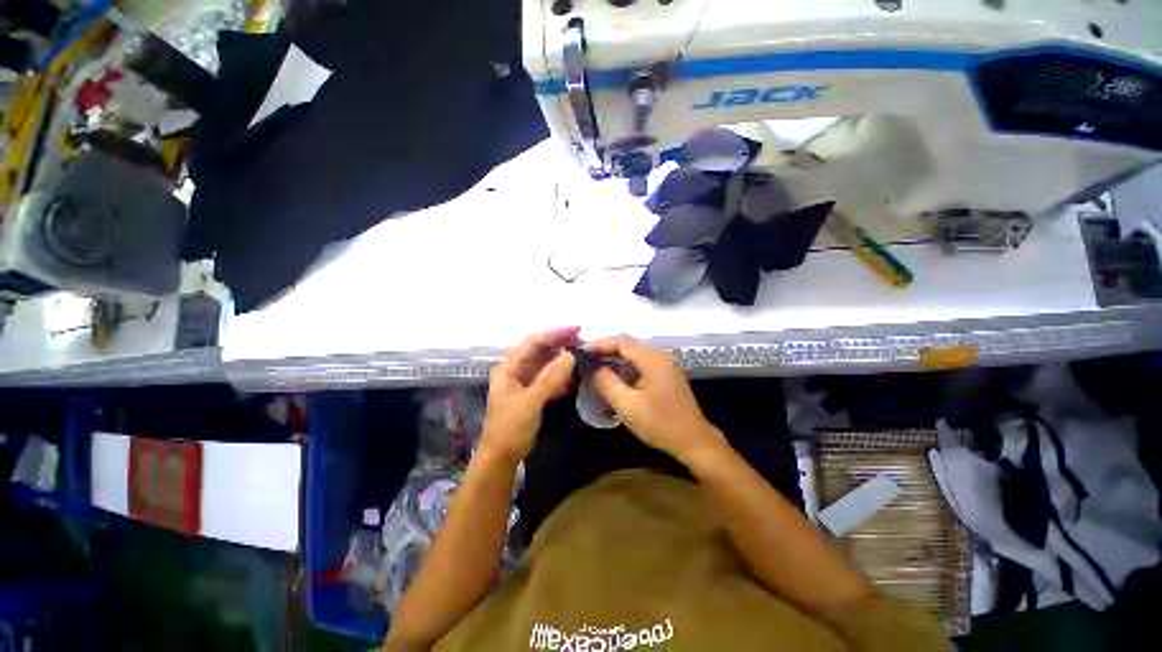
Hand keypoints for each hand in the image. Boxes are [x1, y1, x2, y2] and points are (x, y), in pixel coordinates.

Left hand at [480, 327, 579, 461]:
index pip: (533, 342)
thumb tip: (571, 355)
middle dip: (562, 346)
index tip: (577, 330)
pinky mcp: (533, 394)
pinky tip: (574, 377)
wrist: (502, 459)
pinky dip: (562, 377)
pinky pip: (550, 379)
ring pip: (547, 364)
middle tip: (585, 344)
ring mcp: (525, 382)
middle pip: (541, 351)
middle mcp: (516, 370)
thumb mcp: (530, 401)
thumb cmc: (510, 428)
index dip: (555, 334)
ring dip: (564, 361)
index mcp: (509, 367)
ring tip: (583, 358)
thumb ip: (550, 378)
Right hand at [589, 337, 725, 464]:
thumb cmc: (660, 424)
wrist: (694, 441)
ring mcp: (666, 364)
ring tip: (596, 368)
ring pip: (635, 354)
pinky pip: (642, 363)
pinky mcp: (667, 373)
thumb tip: (592, 367)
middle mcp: (660, 355)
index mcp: (652, 359)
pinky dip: (626, 367)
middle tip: (586, 360)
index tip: (582, 352)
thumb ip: (606, 382)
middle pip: (628, 345)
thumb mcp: (627, 405)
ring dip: (615, 359)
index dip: (600, 345)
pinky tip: (615, 377)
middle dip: (606, 351)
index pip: (621, 342)